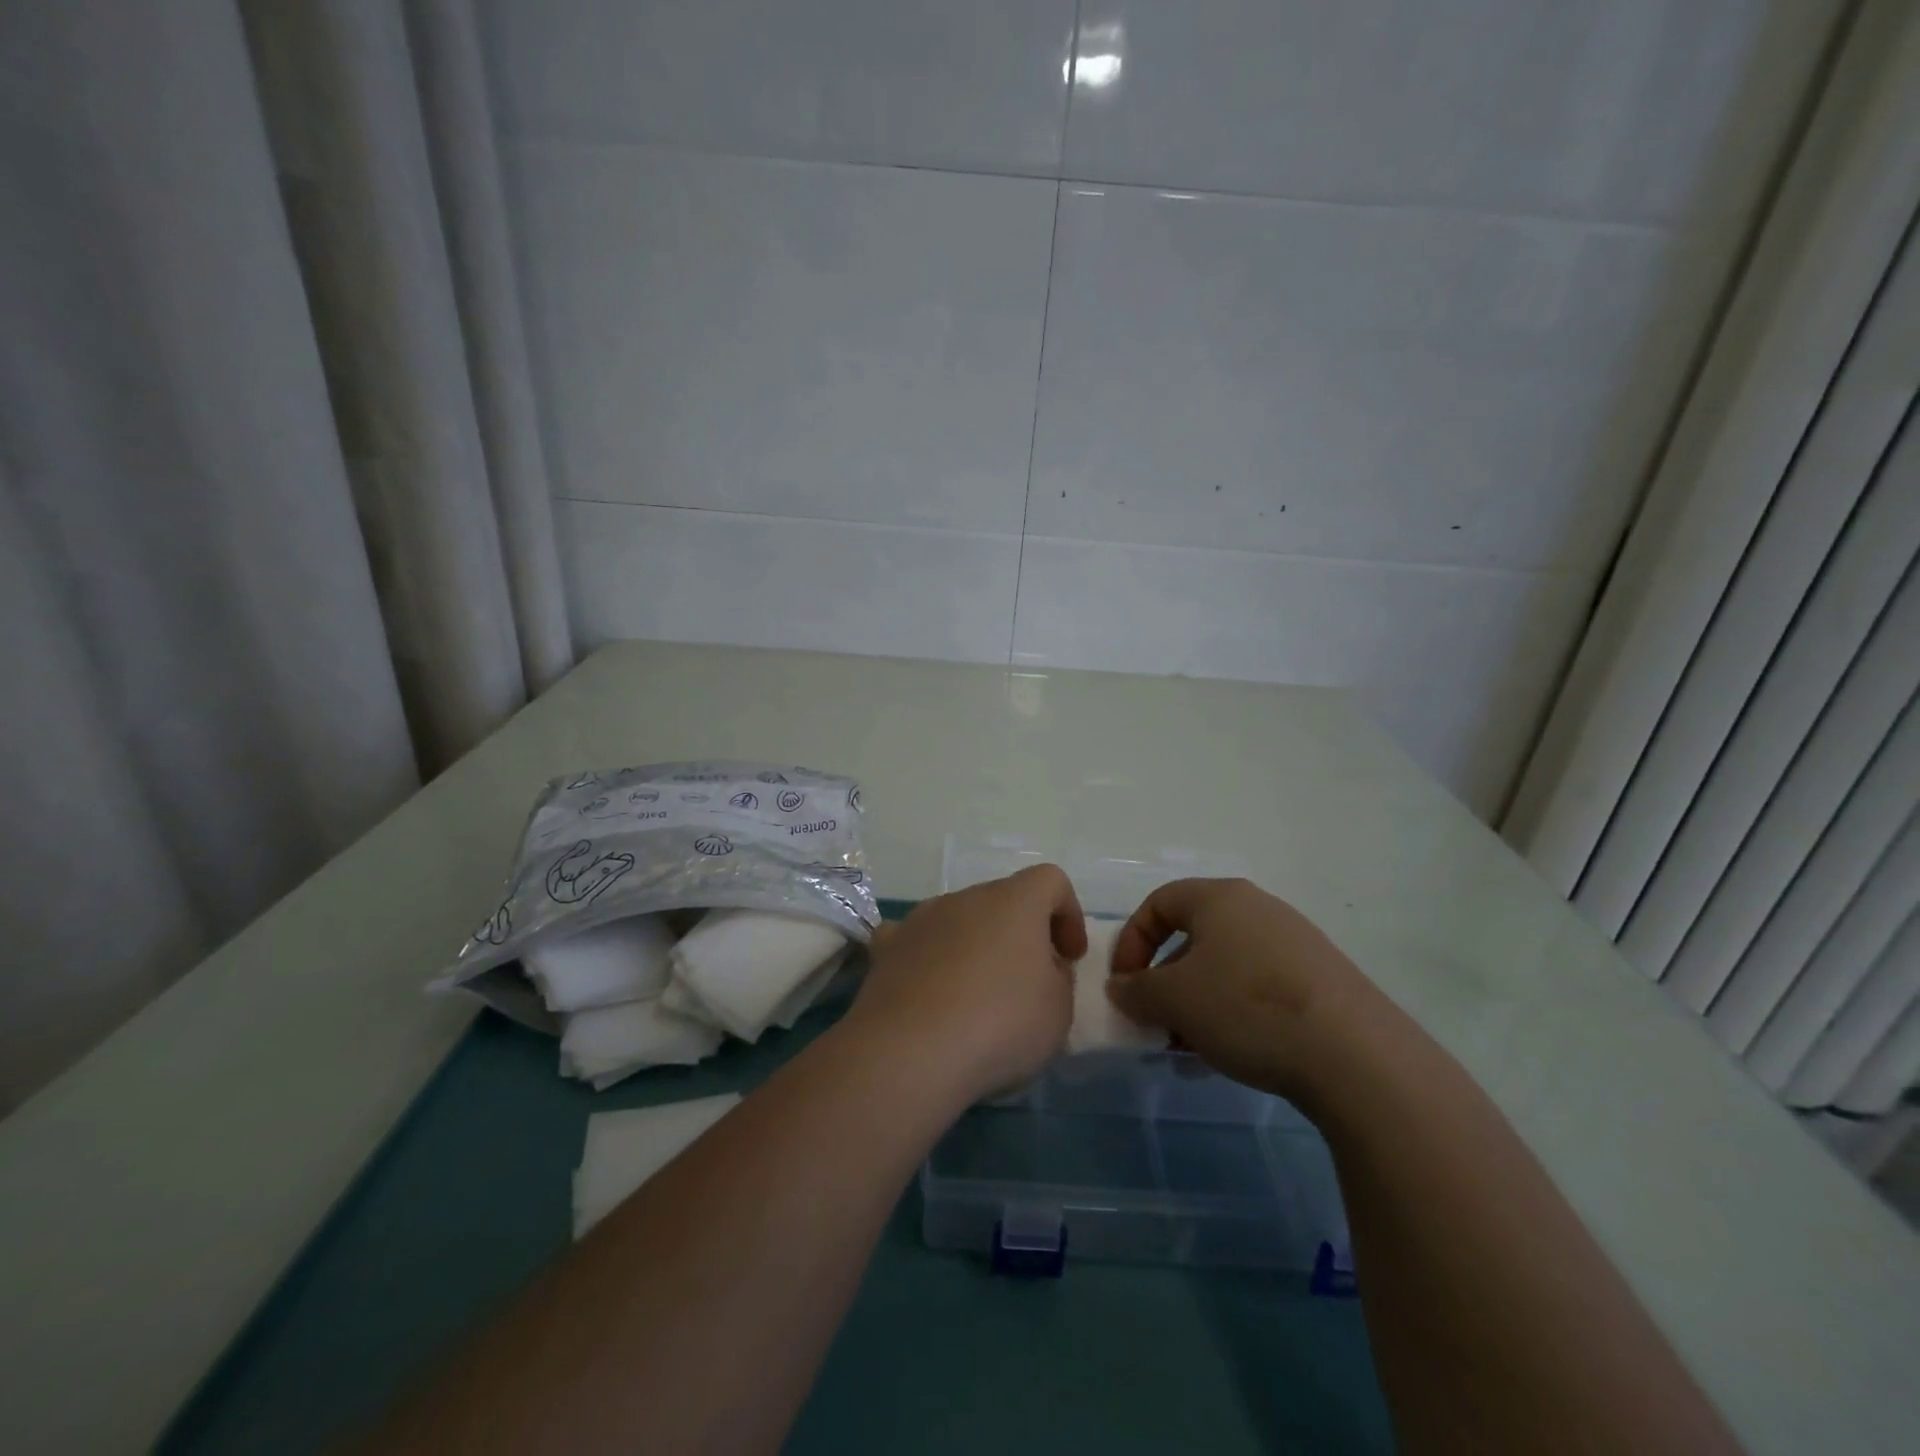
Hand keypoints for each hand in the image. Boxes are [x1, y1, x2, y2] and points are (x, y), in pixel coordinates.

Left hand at [845, 864, 1085, 1102]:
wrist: (910, 1050)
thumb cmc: (1000, 1023)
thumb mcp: (1059, 1010)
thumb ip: (1059, 978)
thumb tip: (1042, 967)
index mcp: (1015, 901)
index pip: (1051, 881)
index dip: (1068, 914)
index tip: (1070, 957)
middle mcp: (966, 897)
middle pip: (1003, 901)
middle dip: (1021, 934)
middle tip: (1029, 983)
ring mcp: (921, 918)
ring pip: (959, 920)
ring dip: (974, 946)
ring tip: (977, 996)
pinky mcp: (887, 947)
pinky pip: (917, 942)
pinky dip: (929, 959)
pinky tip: (930, 994)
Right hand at [1107, 878, 1387, 1104]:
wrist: (1355, 1055)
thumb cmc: (1246, 1007)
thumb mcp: (1173, 999)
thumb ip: (1136, 990)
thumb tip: (1121, 988)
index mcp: (1219, 898)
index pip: (1158, 903)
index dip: (1131, 942)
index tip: (1124, 985)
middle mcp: (1258, 909)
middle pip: (1193, 938)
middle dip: (1165, 982)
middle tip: (1156, 1023)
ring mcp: (1295, 944)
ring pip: (1226, 969)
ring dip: (1197, 1005)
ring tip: (1189, 1050)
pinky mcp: (1321, 981)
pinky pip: (1259, 989)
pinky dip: (1234, 1015)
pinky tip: (1230, 1057)